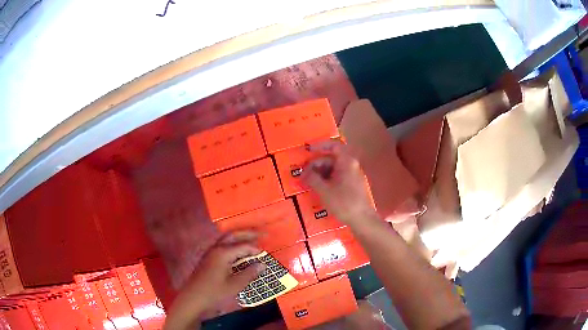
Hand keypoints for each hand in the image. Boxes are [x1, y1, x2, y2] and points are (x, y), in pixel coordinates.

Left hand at [164, 231, 265, 329]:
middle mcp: (216, 249)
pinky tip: (238, 254)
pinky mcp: (208, 259)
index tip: (266, 255)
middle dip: (248, 234)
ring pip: (227, 240)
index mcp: (223, 253)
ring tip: (252, 242)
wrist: (193, 298)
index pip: (243, 246)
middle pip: (233, 236)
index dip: (256, 249)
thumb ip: (249, 273)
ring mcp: (210, 253)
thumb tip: (262, 264)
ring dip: (240, 239)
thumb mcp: (235, 285)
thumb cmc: (214, 292)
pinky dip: (233, 246)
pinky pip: (223, 247)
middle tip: (262, 234)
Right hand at [301, 140, 376, 225]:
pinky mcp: (352, 185)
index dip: (320, 146)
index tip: (308, 150)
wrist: (362, 219)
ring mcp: (352, 175)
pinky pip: (337, 177)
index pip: (333, 146)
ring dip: (320, 173)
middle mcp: (351, 165)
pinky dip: (327, 179)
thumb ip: (312, 179)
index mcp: (346, 162)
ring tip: (309, 183)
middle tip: (304, 174)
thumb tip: (303, 173)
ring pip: (333, 168)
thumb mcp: (324, 190)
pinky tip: (319, 188)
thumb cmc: (344, 202)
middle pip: (331, 158)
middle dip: (316, 164)